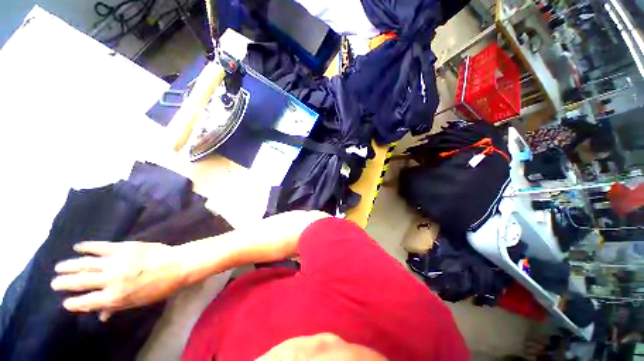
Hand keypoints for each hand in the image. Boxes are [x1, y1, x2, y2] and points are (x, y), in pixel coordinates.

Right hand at [51, 241, 184, 320]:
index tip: (65, 303)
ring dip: (69, 265)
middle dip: (64, 283)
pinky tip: (78, 247)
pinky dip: (87, 246)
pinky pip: (100, 246)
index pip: (86, 302)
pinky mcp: (124, 247)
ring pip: (85, 263)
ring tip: (58, 267)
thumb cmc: (160, 287)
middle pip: (80, 281)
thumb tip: (100, 316)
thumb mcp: (137, 302)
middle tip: (54, 282)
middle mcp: (111, 280)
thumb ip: (116, 307)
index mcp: (115, 297)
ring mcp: (116, 262)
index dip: (73, 303)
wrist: (178, 264)